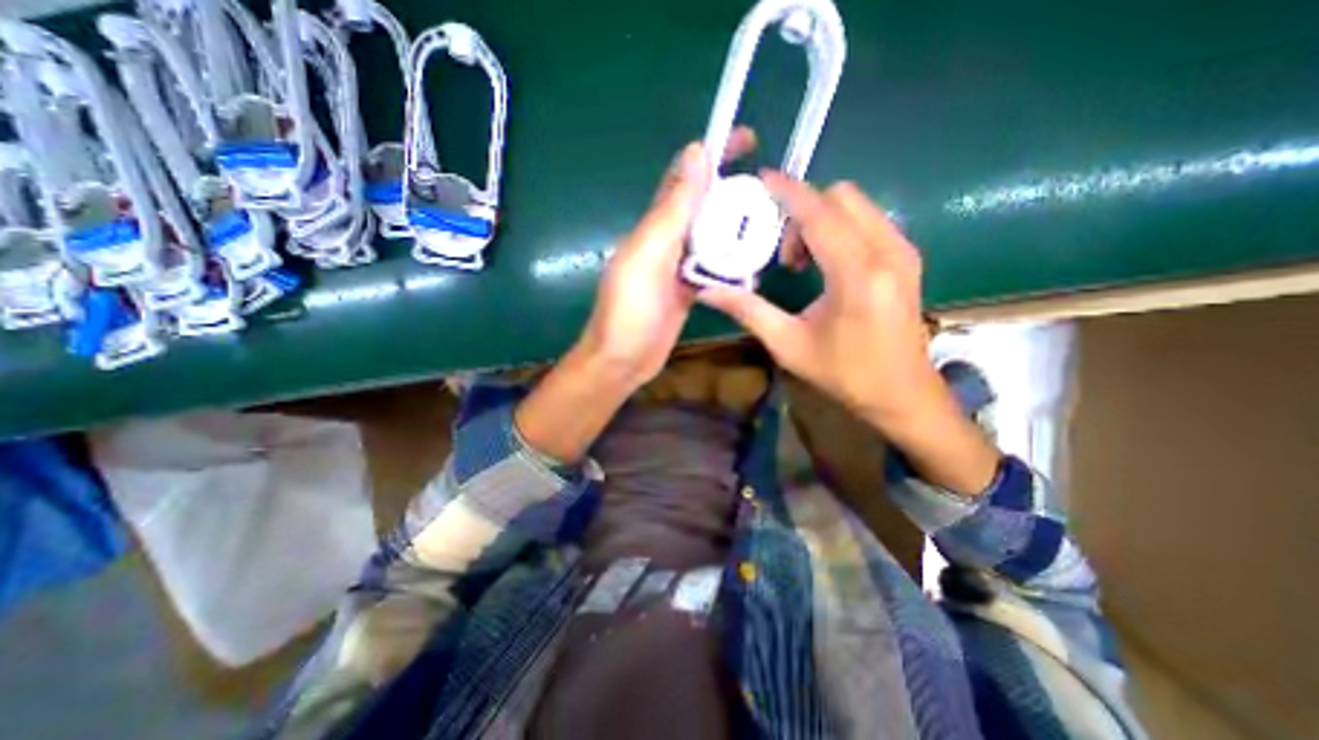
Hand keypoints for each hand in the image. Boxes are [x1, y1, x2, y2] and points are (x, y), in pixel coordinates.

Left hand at [581, 128, 758, 393]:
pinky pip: (714, 268)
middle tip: (772, 191)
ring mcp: (679, 267)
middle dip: (734, 192)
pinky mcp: (688, 290)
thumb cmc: (630, 308)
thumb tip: (696, 154)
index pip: (685, 177)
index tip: (749, 140)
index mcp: (655, 224)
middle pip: (704, 206)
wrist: (623, 359)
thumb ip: (672, 209)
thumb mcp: (649, 254)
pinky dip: (732, 263)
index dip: (713, 154)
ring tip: (773, 223)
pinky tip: (755, 263)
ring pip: (712, 237)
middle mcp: (668, 239)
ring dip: (737, 228)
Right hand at [701, 173, 1001, 498]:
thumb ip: (747, 310)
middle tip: (783, 253)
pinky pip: (869, 220)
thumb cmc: (844, 373)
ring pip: (856, 205)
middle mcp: (886, 251)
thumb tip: (707, 291)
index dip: (788, 191)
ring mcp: (903, 251)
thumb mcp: (788, 344)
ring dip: (822, 219)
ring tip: (803, 262)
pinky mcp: (907, 257)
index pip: (818, 213)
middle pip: (840, 197)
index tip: (761, 181)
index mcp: (856, 274)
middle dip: (804, 212)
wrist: (902, 393)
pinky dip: (840, 227)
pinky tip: (826, 263)